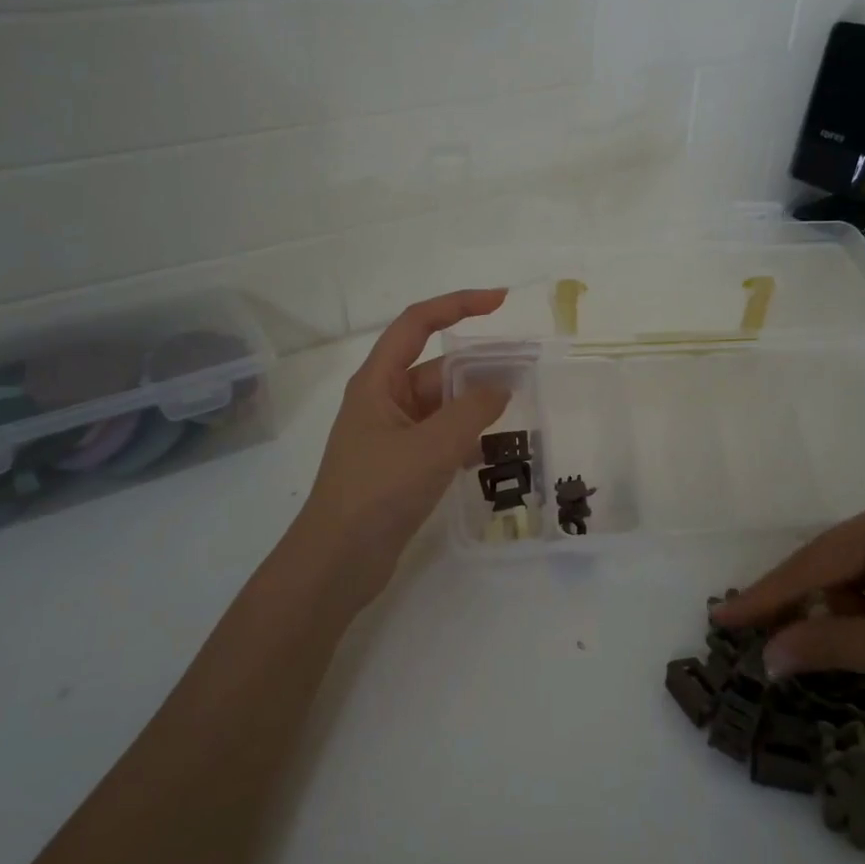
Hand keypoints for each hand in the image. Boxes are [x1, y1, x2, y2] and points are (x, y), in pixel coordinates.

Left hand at [295, 289, 510, 587]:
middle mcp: (384, 401)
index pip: (417, 324)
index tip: (500, 302)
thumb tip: (500, 388)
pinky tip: (493, 456)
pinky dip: (465, 440)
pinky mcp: (401, 466)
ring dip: (475, 408)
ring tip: (519, 414)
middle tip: (527, 373)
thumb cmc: (377, 493)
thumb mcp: (431, 447)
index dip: (457, 304)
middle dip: (478, 368)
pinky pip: (440, 439)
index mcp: (378, 382)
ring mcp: (392, 436)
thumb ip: (472, 413)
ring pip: (442, 407)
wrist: (337, 561)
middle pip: (436, 369)